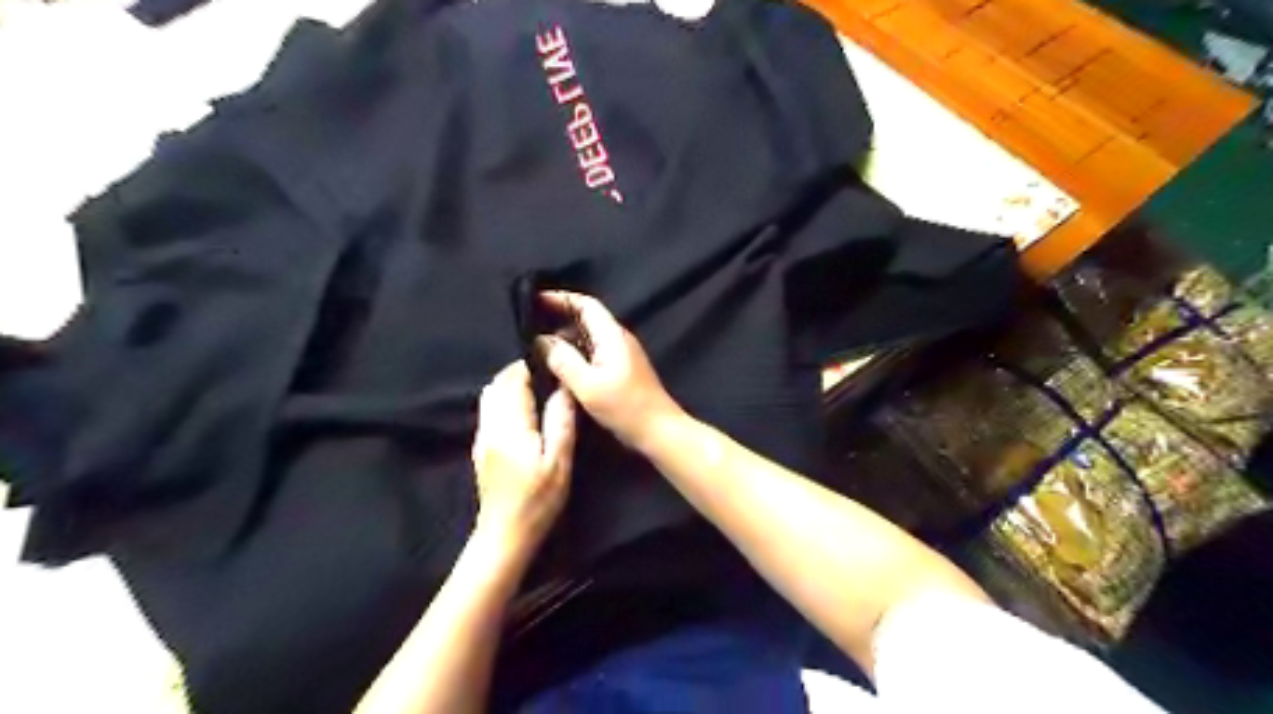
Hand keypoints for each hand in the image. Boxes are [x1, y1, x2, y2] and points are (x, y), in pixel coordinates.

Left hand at [473, 361, 576, 552]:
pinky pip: (489, 411)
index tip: (553, 364)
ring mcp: (482, 437)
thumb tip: (564, 389)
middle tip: (547, 375)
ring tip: (537, 391)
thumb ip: (560, 421)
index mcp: (509, 425)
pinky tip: (524, 413)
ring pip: (490, 396)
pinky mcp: (481, 448)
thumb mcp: (559, 462)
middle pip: (497, 384)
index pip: (514, 381)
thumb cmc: (537, 500)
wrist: (504, 535)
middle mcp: (490, 425)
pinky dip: (504, 401)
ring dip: (510, 386)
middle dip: (519, 373)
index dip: (531, 367)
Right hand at [534, 289, 680, 445]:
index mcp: (612, 335)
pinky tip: (557, 366)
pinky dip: (574, 354)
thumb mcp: (587, 384)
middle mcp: (617, 339)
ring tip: (536, 346)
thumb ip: (562, 359)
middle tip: (529, 326)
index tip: (533, 300)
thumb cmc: (625, 407)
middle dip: (558, 318)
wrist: (659, 431)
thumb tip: (540, 340)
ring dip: (564, 338)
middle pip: (586, 318)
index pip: (585, 304)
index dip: (560, 299)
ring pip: (587, 337)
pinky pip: (592, 353)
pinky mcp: (620, 370)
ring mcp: (621, 355)